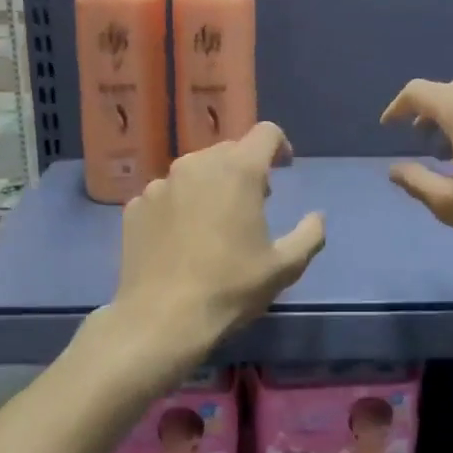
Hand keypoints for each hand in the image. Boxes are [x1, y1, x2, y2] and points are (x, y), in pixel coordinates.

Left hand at [106, 122, 325, 388]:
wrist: (161, 320)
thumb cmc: (230, 288)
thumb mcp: (285, 267)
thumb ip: (309, 234)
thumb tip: (317, 217)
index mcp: (238, 170)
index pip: (266, 133)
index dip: (280, 146)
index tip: (283, 168)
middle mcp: (197, 165)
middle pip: (229, 151)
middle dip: (245, 169)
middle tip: (253, 204)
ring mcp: (160, 184)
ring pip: (195, 171)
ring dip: (211, 186)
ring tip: (214, 223)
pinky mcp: (135, 206)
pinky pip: (166, 194)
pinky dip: (179, 206)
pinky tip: (181, 240)